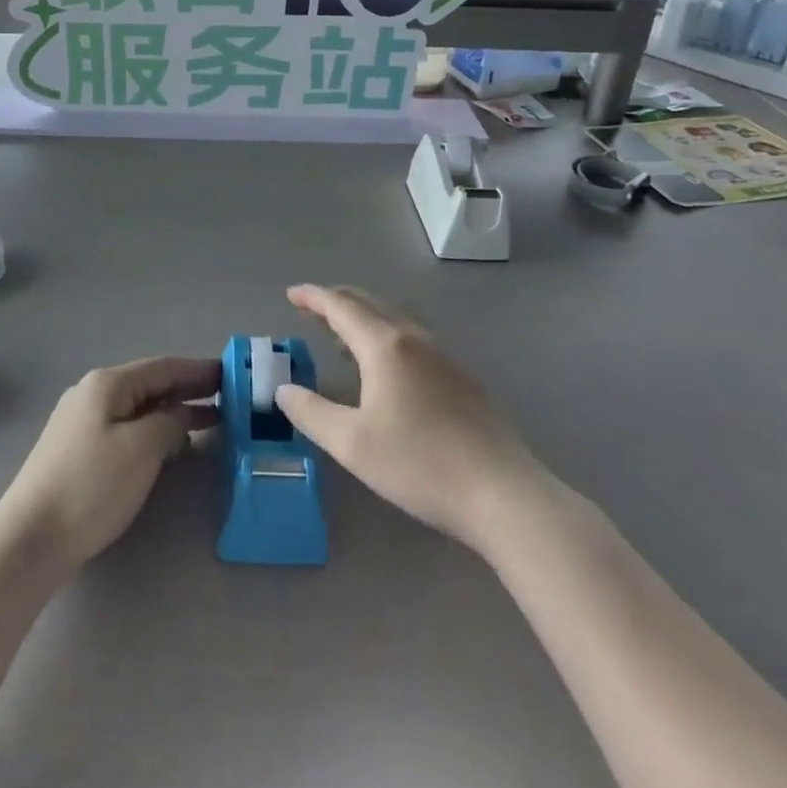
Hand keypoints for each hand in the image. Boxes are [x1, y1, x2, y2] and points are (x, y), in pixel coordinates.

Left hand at [0, 356, 219, 576]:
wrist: (31, 538)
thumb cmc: (91, 487)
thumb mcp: (141, 449)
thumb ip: (169, 422)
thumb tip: (179, 415)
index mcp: (107, 384)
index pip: (163, 367)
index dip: (199, 370)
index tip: (232, 375)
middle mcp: (93, 393)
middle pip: (150, 384)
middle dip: (189, 389)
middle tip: (229, 399)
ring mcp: (82, 421)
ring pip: (139, 407)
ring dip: (173, 411)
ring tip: (211, 422)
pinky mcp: (78, 449)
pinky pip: (126, 427)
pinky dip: (154, 430)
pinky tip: (171, 445)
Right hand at [275, 285, 538, 550]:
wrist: (503, 493)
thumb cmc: (420, 464)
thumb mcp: (352, 444)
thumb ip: (312, 412)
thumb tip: (283, 390)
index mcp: (385, 346)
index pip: (341, 307)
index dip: (313, 297)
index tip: (291, 294)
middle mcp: (415, 339)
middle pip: (370, 304)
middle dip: (337, 301)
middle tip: (310, 307)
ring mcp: (444, 357)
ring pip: (395, 319)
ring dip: (363, 318)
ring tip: (340, 334)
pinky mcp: (462, 378)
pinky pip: (412, 338)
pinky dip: (385, 335)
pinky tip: (384, 367)